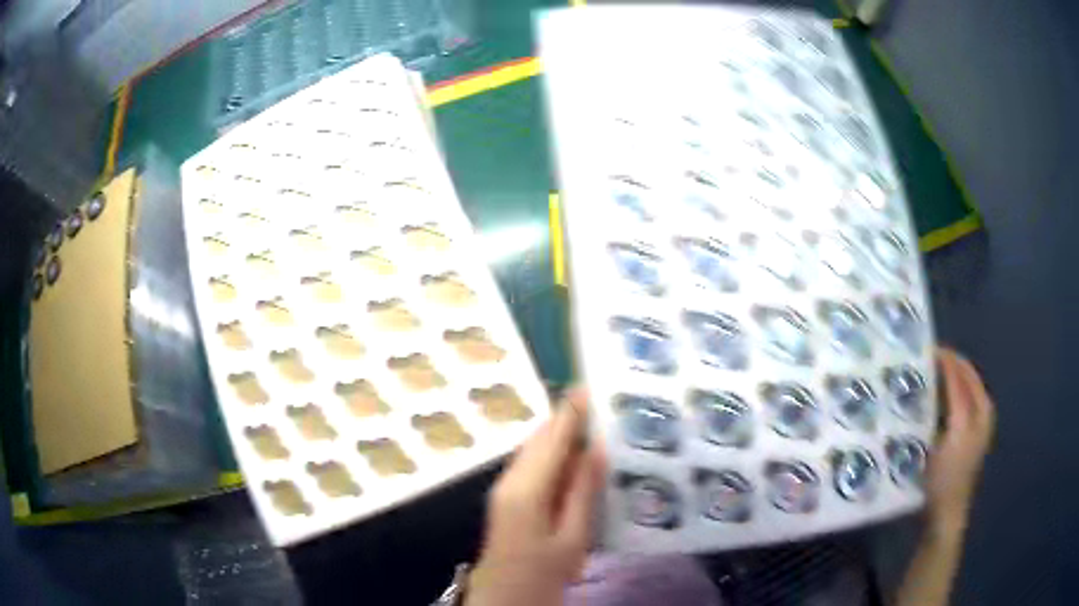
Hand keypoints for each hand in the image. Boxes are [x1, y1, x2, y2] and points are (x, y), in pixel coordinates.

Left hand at [467, 390, 605, 605]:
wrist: (506, 595)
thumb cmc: (544, 571)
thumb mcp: (573, 536)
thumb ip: (582, 491)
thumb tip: (596, 448)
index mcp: (527, 488)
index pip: (552, 439)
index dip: (571, 411)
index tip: (588, 386)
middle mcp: (511, 480)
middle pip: (539, 439)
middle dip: (565, 418)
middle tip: (597, 402)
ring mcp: (505, 488)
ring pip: (533, 450)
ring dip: (559, 434)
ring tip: (591, 422)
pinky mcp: (507, 498)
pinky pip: (531, 465)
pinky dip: (552, 454)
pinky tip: (573, 457)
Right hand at [927, 348, 995, 534]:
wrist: (945, 515)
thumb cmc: (945, 479)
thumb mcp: (950, 436)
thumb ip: (952, 398)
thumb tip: (941, 365)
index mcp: (978, 409)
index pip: (961, 373)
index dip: (945, 358)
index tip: (924, 349)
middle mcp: (980, 412)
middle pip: (965, 377)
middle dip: (948, 364)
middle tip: (925, 360)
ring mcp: (976, 426)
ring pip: (963, 389)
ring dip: (948, 378)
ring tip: (929, 375)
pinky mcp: (967, 438)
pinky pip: (961, 403)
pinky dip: (950, 394)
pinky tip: (935, 400)